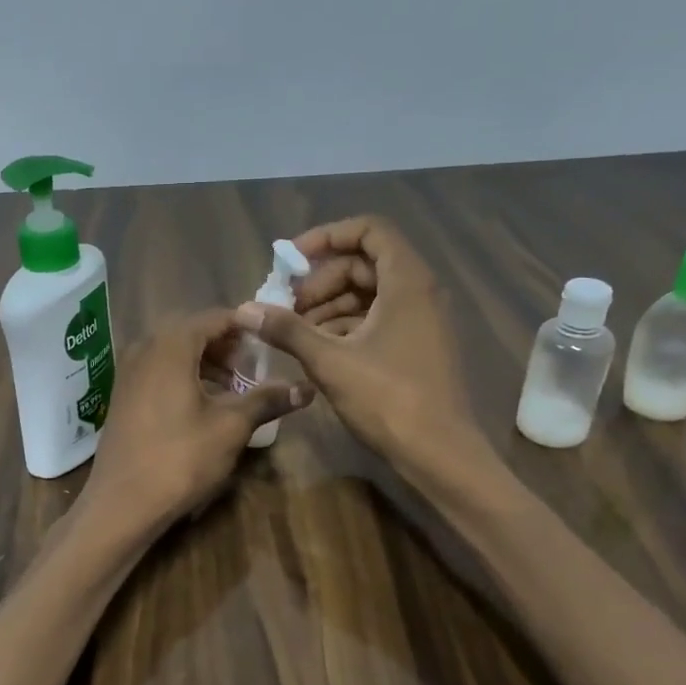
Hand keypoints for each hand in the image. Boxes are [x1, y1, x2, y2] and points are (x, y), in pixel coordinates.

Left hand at [81, 309, 314, 532]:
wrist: (122, 502)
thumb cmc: (180, 458)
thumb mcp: (231, 427)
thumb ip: (267, 400)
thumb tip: (307, 388)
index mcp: (171, 344)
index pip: (215, 317)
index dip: (247, 327)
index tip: (272, 342)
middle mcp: (144, 347)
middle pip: (193, 331)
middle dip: (227, 346)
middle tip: (255, 368)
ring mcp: (128, 371)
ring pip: (174, 352)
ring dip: (206, 362)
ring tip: (234, 388)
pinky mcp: (122, 394)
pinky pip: (158, 370)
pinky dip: (184, 376)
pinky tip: (203, 404)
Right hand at [236, 216, 473, 469]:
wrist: (440, 454)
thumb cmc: (388, 399)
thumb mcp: (330, 361)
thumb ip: (287, 330)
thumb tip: (245, 309)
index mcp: (407, 282)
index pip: (369, 230)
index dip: (327, 237)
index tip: (292, 260)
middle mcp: (420, 292)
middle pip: (364, 264)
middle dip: (321, 280)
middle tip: (287, 306)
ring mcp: (422, 321)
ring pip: (369, 295)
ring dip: (329, 306)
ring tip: (295, 333)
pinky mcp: (418, 346)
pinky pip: (378, 319)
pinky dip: (347, 326)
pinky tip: (319, 350)